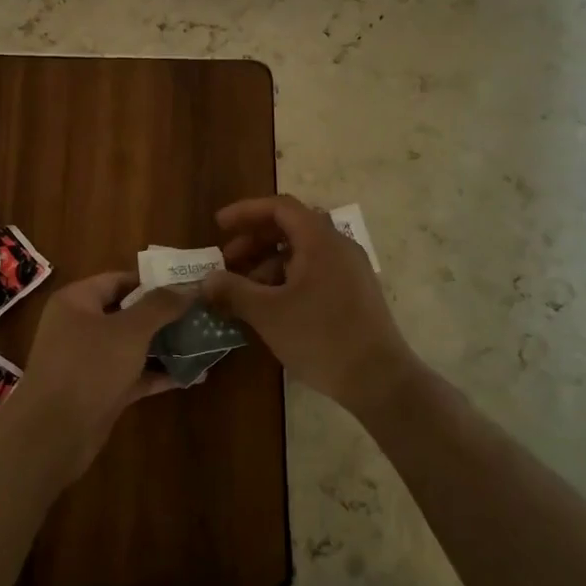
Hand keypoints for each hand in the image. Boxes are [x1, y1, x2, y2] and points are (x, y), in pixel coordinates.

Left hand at [2, 273, 189, 477]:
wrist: (52, 435)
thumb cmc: (88, 368)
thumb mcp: (130, 330)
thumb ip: (161, 306)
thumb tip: (190, 286)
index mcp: (76, 301)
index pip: (119, 280)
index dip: (154, 281)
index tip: (189, 285)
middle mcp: (79, 326)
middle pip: (128, 312)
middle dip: (164, 315)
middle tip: (202, 313)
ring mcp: (88, 361)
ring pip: (132, 345)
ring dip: (165, 345)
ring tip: (204, 341)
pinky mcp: (98, 391)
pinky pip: (132, 374)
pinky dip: (157, 373)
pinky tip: (191, 374)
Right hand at [201, 195, 424, 415]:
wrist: (379, 379)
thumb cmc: (321, 338)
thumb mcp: (268, 314)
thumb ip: (234, 291)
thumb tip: (206, 280)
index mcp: (320, 240)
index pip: (280, 207)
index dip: (246, 212)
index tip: (219, 226)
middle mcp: (338, 246)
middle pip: (291, 227)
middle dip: (254, 240)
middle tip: (228, 261)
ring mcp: (350, 269)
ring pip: (302, 252)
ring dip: (269, 263)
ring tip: (245, 292)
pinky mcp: (354, 292)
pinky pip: (315, 271)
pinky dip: (288, 279)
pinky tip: (271, 307)